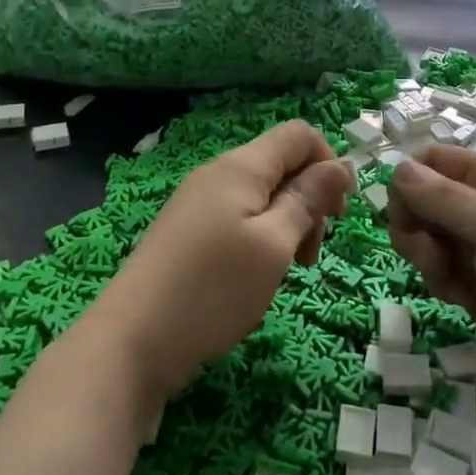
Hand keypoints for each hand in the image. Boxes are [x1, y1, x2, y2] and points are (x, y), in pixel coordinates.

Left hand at [99, 121, 354, 396]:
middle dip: (309, 201)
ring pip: (262, 196)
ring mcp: (199, 202)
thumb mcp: (274, 243)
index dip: (329, 164)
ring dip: (287, 226)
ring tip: (287, 272)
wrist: (133, 340)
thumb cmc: (213, 288)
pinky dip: (261, 240)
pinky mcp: (188, 231)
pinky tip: (256, 278)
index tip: (338, 214)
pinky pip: (239, 219)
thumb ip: (308, 199)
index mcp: (241, 166)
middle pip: (282, 166)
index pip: (300, 134)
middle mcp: (218, 173)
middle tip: (310, 255)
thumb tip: (341, 164)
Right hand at [388, 145, 475, 409]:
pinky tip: (464, 302)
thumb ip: (445, 198)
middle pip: (425, 198)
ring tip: (453, 285)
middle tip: (430, 255)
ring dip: (428, 259)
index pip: (436, 159)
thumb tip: (397, 168)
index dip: (412, 180)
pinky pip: (441, 270)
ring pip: (428, 237)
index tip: (402, 213)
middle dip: (416, 226)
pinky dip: (443, 283)